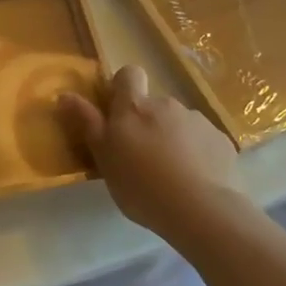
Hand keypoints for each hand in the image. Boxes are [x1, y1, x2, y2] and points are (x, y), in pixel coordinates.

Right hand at [59, 66, 241, 239]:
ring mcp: (197, 121)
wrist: (201, 210)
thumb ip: (87, 123)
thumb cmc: (141, 185)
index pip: (128, 74)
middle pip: (153, 104)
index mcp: (133, 107)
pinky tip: (195, 181)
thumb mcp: (104, 158)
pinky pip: (203, 141)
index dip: (123, 87)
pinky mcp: (221, 141)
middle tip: (142, 157)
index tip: (118, 112)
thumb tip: (64, 94)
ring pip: (179, 123)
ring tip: (171, 174)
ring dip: (173, 138)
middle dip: (148, 122)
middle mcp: (166, 104)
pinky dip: (197, 154)